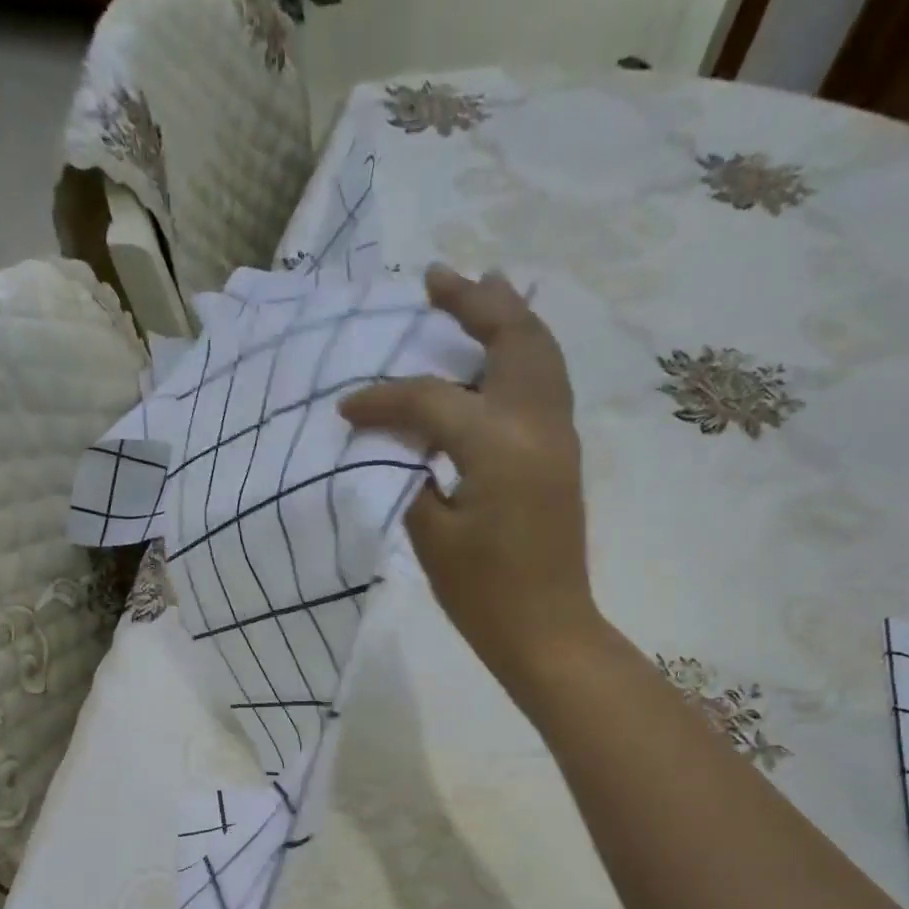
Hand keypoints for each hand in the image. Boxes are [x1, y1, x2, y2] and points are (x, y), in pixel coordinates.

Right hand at [341, 265, 594, 689]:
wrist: (547, 630)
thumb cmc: (484, 594)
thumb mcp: (432, 537)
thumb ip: (412, 476)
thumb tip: (400, 443)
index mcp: (498, 444)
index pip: (432, 398)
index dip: (383, 399)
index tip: (346, 407)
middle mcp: (537, 422)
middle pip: (511, 338)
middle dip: (473, 302)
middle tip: (436, 279)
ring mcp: (559, 435)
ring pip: (540, 352)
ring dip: (508, 316)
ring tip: (478, 290)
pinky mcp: (562, 452)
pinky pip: (546, 380)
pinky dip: (523, 352)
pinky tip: (498, 354)